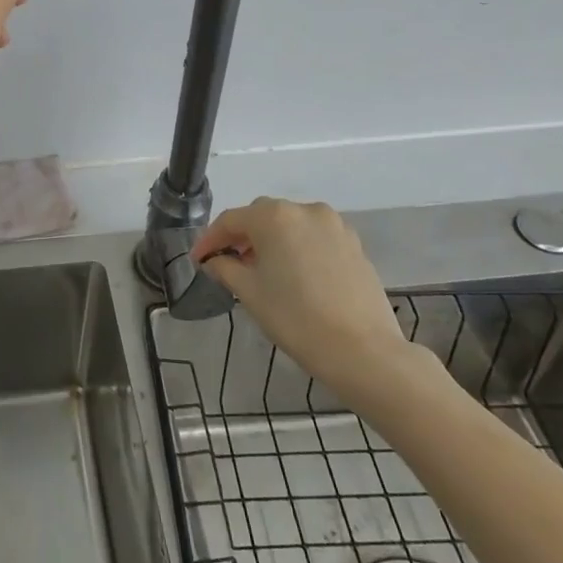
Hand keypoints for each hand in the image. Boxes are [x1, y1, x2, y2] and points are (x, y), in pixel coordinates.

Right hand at [193, 197, 420, 402]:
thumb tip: (214, 261)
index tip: (198, 260)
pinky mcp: (354, 245)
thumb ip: (225, 269)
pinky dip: (297, 248)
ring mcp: (334, 226)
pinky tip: (293, 275)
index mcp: (274, 217)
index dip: (210, 240)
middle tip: (226, 263)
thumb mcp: (250, 293)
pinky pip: (314, 238)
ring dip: (271, 241)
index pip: (231, 220)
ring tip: (261, 270)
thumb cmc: (296, 318)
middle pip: (261, 217)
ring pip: (290, 225)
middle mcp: (305, 210)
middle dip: (241, 237)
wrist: (363, 352)